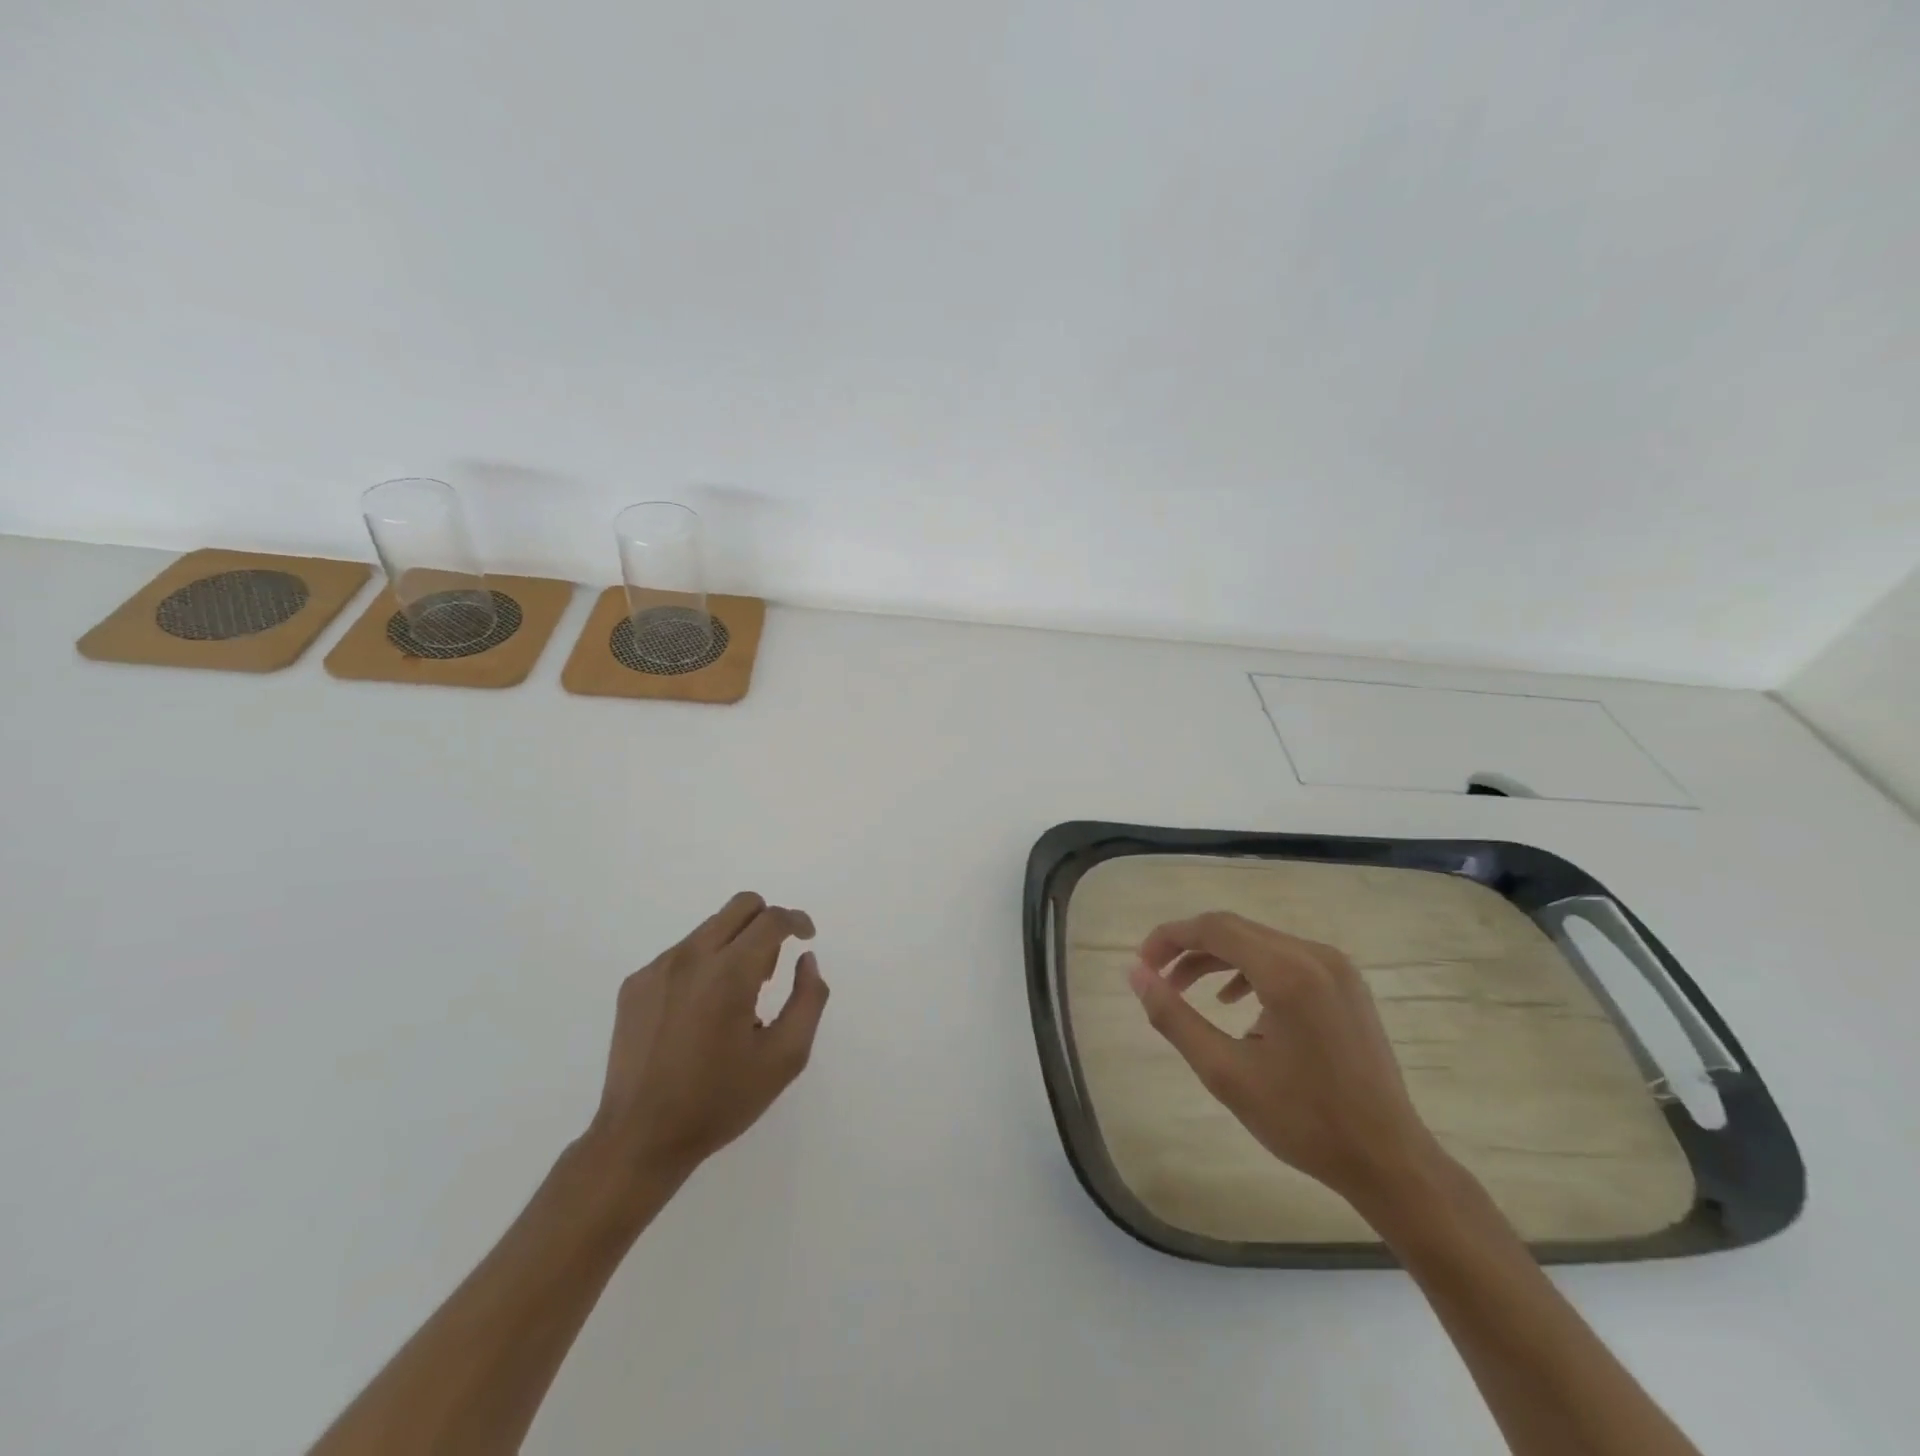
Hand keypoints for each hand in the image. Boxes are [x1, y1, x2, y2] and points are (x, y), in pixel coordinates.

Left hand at [589, 892, 828, 1181]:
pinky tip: (699, 1013)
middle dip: (766, 922)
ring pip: (710, 928)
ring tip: (732, 1001)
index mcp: (729, 974)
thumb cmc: (719, 1101)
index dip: (797, 921)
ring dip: (733, 946)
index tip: (807, 938)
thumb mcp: (785, 1058)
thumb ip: (808, 1000)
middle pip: (740, 906)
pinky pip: (681, 953)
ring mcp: (657, 968)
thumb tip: (806, 960)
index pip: (771, 920)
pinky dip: (703, 966)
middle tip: (769, 969)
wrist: (639, 1139)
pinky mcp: (635, 984)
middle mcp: (691, 958)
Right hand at [1129, 911, 1443, 1212]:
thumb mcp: (1225, 1072)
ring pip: (1258, 942)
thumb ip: (1174, 1017)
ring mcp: (1335, 967)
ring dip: (1216, 959)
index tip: (1142, 965)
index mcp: (1288, 972)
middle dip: (1189, 948)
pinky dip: (1249, 970)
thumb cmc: (1304, 1121)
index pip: (1213, 928)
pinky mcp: (1345, 983)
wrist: (1389, 1160)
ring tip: (1184, 991)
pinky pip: (1284, 958)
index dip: (1169, 938)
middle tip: (1157, 979)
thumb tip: (1136, 975)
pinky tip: (1233, 1002)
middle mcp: (1314, 955)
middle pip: (1234, 929)